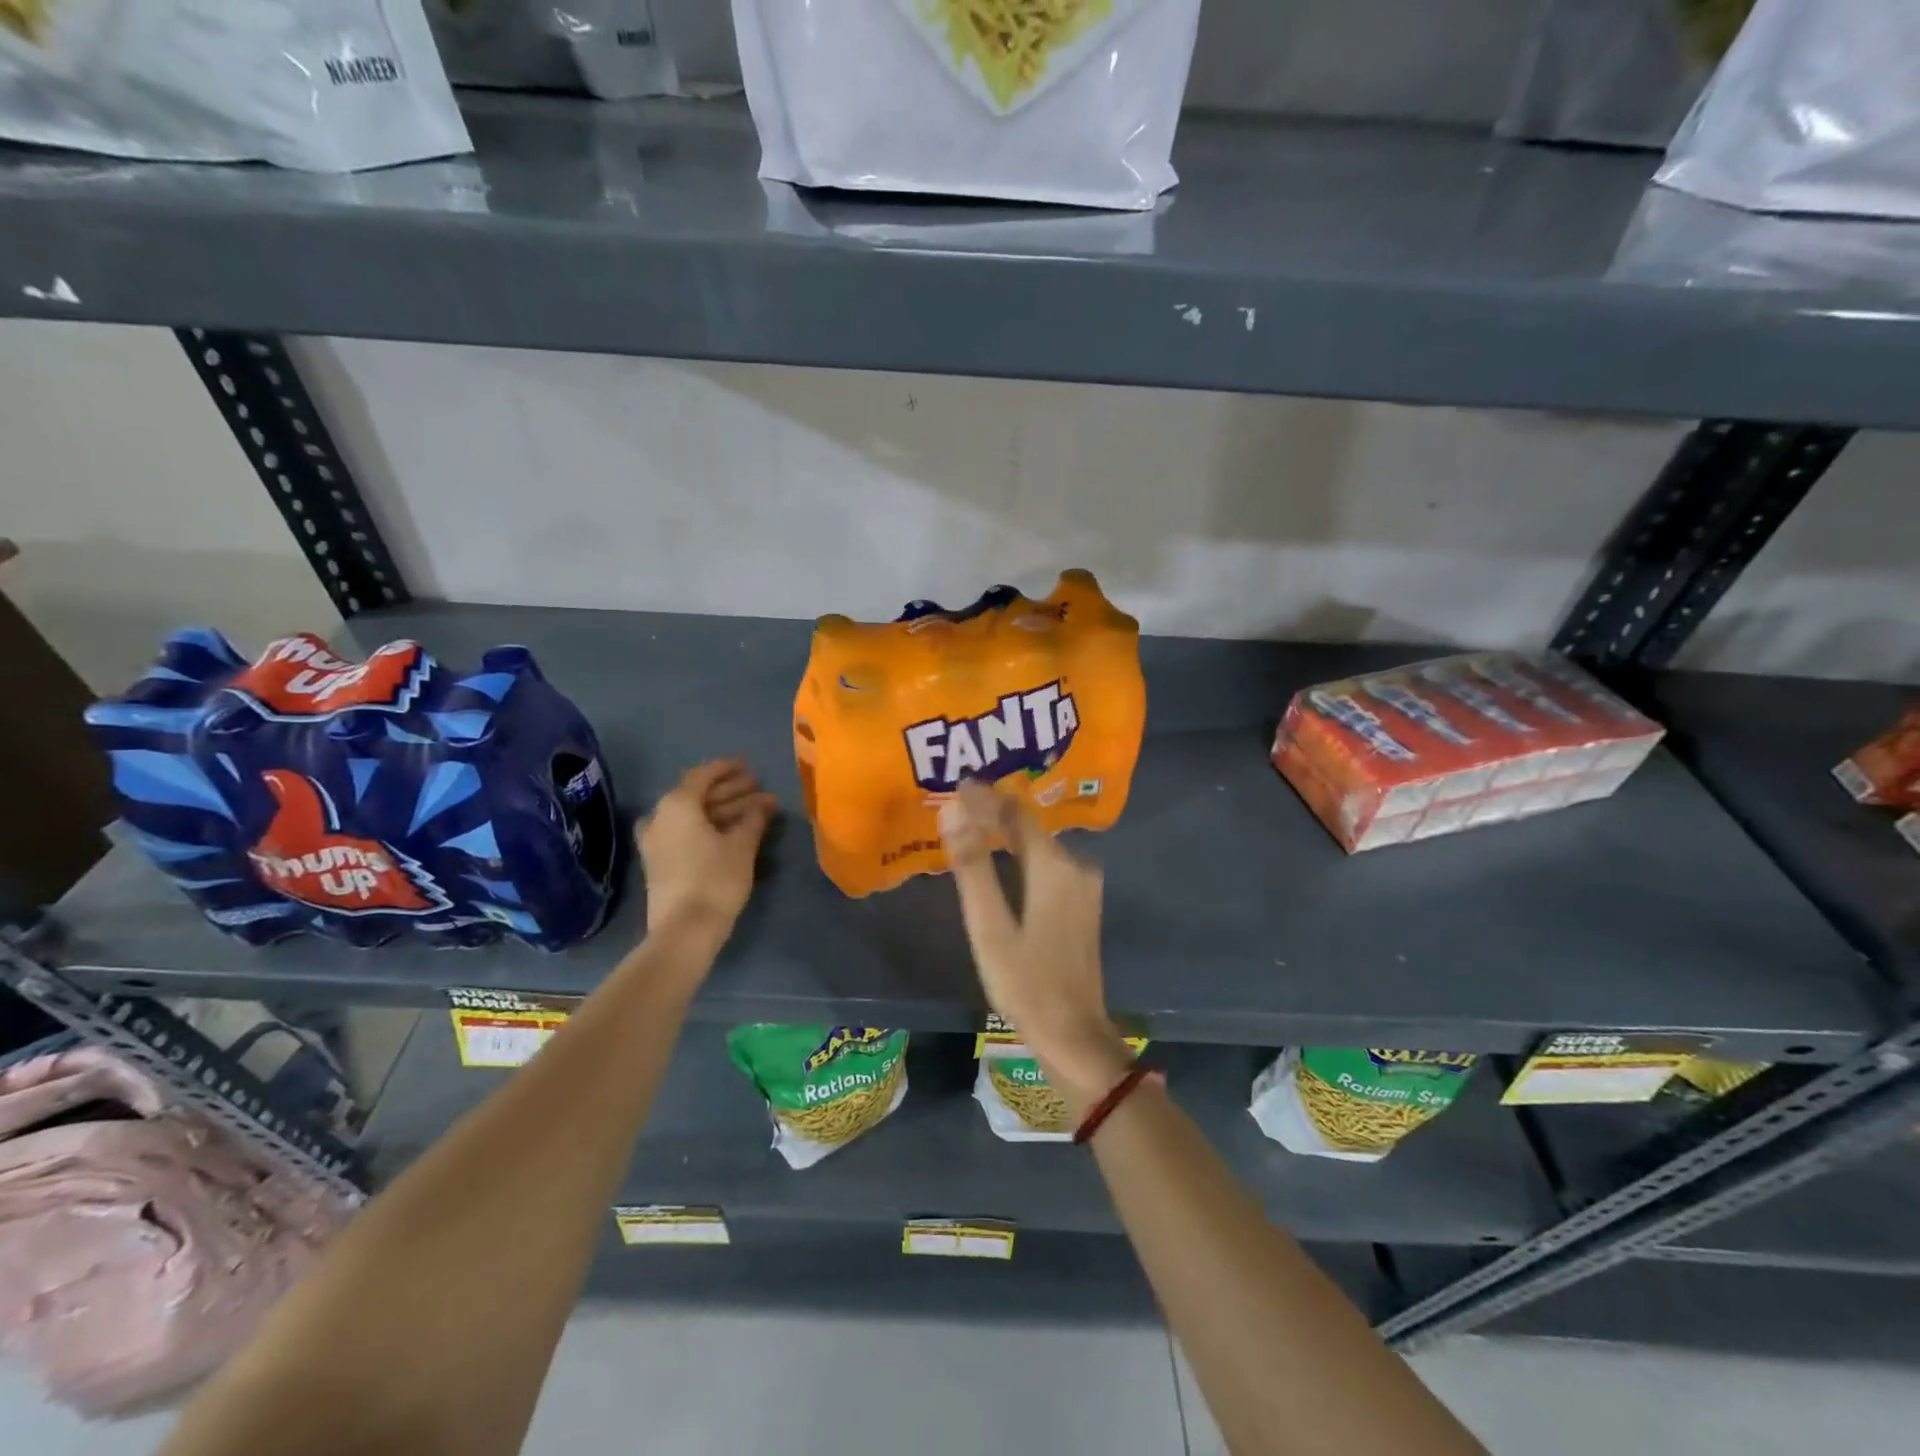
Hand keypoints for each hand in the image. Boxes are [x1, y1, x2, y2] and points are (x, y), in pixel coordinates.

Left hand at [639, 760, 776, 936]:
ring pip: (692, 816)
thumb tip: (766, 802)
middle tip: (758, 789)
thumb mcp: (742, 845)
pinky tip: (730, 833)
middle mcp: (660, 817)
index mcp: (677, 804)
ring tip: (754, 812)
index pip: (703, 775)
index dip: (727, 768)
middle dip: (730, 791)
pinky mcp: (659, 863)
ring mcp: (656, 841)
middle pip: (698, 795)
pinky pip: (685, 833)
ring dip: (722, 811)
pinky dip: (708, 828)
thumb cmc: (715, 879)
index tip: (749, 766)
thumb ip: (754, 818)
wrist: (684, 931)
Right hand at [940, 780, 1132, 1113]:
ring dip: (1006, 833)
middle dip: (993, 812)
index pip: (1015, 813)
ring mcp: (1084, 885)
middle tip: (955, 806)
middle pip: (1029, 825)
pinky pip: (1048, 864)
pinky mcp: (1084, 903)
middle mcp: (1077, 865)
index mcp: (1055, 866)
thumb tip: (952, 811)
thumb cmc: (1026, 983)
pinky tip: (1000, 861)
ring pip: (1039, 844)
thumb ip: (973, 866)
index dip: (984, 797)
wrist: (1074, 1035)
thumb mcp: (990, 926)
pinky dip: (1021, 855)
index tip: (954, 786)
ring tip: (970, 827)